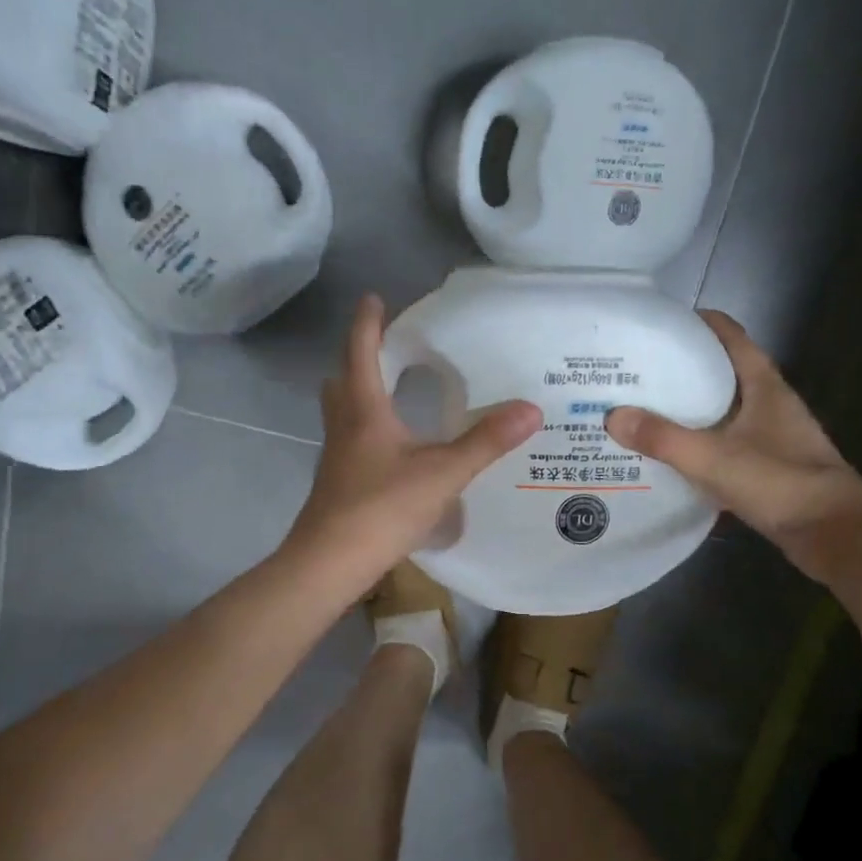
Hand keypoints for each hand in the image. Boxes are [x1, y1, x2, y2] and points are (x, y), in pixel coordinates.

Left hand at [287, 295, 540, 594]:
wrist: (331, 562)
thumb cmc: (382, 508)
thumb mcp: (442, 473)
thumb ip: (485, 442)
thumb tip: (530, 408)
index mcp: (364, 411)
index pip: (361, 353)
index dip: (367, 323)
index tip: (373, 298)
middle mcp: (344, 427)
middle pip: (342, 380)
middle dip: (358, 357)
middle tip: (383, 346)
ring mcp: (336, 457)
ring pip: (342, 412)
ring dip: (358, 393)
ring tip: (389, 390)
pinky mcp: (338, 482)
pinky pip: (349, 440)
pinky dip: (365, 428)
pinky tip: (390, 447)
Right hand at [605, 311, 861, 583]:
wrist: (833, 532)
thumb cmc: (779, 482)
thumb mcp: (713, 458)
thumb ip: (663, 437)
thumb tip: (612, 416)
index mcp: (764, 386)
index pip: (732, 337)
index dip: (700, 325)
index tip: (661, 325)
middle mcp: (769, 404)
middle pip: (724, 373)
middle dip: (684, 369)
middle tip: (639, 373)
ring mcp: (771, 437)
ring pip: (724, 411)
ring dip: (691, 409)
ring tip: (646, 412)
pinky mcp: (767, 467)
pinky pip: (725, 445)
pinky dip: (700, 444)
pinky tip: (672, 457)